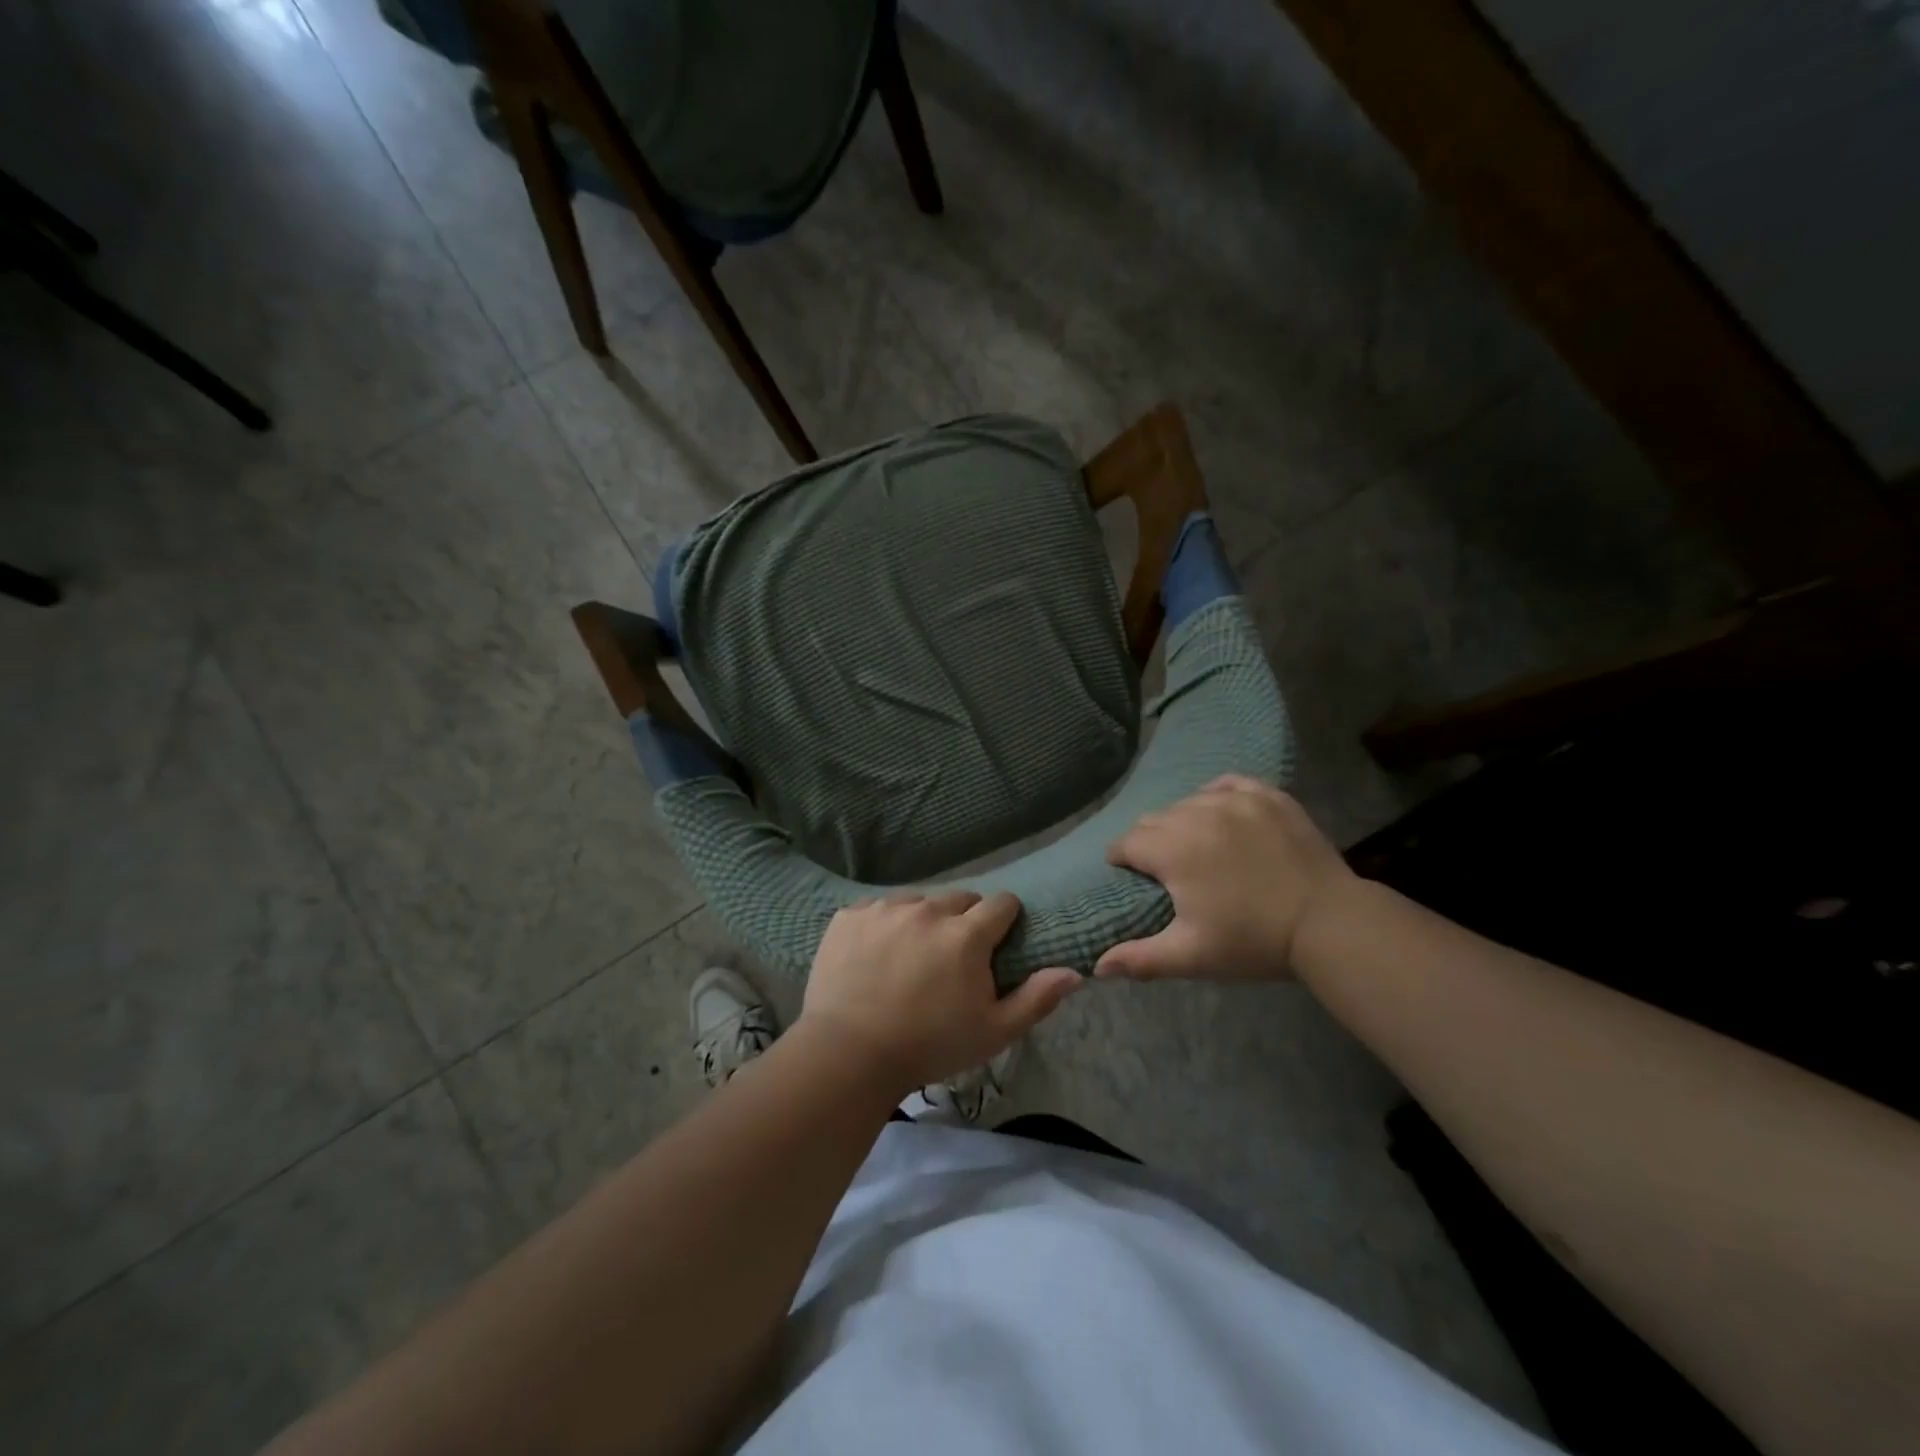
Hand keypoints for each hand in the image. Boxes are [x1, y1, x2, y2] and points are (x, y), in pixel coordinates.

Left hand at [798, 892, 1081, 1094]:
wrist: (848, 1055)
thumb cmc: (929, 1046)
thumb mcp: (993, 1032)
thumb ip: (1036, 998)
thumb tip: (1075, 972)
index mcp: (966, 934)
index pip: (1001, 903)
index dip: (1004, 921)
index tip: (996, 943)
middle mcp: (927, 910)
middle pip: (960, 898)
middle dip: (964, 920)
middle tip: (954, 955)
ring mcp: (885, 909)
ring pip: (918, 900)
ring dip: (923, 920)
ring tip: (912, 955)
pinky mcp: (850, 916)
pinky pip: (877, 908)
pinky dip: (883, 924)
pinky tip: (876, 955)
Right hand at [1096, 776, 1353, 981]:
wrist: (1329, 923)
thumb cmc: (1253, 941)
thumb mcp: (1192, 956)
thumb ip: (1140, 959)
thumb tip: (1097, 966)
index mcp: (1172, 849)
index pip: (1127, 843)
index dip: (1122, 861)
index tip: (1132, 878)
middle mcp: (1197, 814)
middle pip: (1154, 819)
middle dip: (1150, 842)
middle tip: (1167, 870)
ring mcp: (1235, 800)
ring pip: (1188, 802)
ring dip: (1182, 822)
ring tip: (1197, 847)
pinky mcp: (1267, 796)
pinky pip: (1227, 784)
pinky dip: (1216, 797)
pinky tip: (1222, 815)